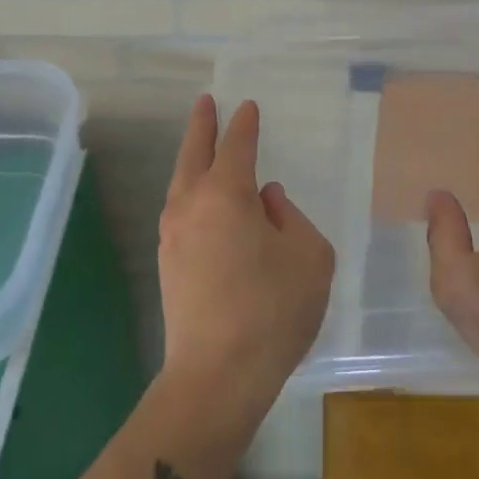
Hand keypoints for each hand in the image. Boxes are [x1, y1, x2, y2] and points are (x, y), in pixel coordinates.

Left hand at [158, 95, 335, 430]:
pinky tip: (204, 201)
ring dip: (192, 158)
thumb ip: (291, 218)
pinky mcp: (168, 264)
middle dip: (202, 126)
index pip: (236, 145)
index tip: (248, 107)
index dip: (244, 124)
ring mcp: (173, 235)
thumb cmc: (273, 310)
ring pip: (182, 182)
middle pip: (194, 153)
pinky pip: (181, 210)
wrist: (217, 376)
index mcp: (227, 194)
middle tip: (206, 102)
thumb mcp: (309, 256)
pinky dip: (191, 191)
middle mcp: (192, 205)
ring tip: (203, 147)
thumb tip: (266, 201)